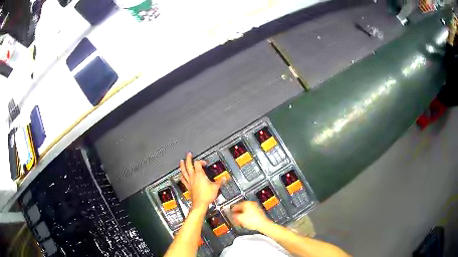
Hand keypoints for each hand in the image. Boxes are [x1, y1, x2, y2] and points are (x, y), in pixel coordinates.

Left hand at [179, 153, 221, 209]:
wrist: (200, 204)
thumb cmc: (206, 196)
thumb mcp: (215, 187)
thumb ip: (220, 181)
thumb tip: (224, 178)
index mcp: (199, 175)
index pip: (198, 164)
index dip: (201, 161)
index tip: (205, 163)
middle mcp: (193, 177)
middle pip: (188, 165)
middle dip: (188, 159)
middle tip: (188, 154)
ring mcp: (189, 181)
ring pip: (184, 171)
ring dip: (182, 165)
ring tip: (181, 161)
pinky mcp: (188, 186)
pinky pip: (183, 179)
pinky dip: (182, 176)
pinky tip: (181, 175)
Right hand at [231, 201, 271, 230]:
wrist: (263, 225)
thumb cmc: (253, 220)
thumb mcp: (239, 218)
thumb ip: (234, 215)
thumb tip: (232, 215)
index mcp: (247, 203)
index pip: (236, 205)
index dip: (231, 210)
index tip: (230, 213)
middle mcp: (252, 204)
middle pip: (241, 208)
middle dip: (237, 214)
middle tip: (234, 218)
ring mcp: (256, 208)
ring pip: (246, 211)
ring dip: (241, 216)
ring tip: (239, 221)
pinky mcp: (258, 213)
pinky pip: (250, 214)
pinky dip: (246, 217)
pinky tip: (244, 222)